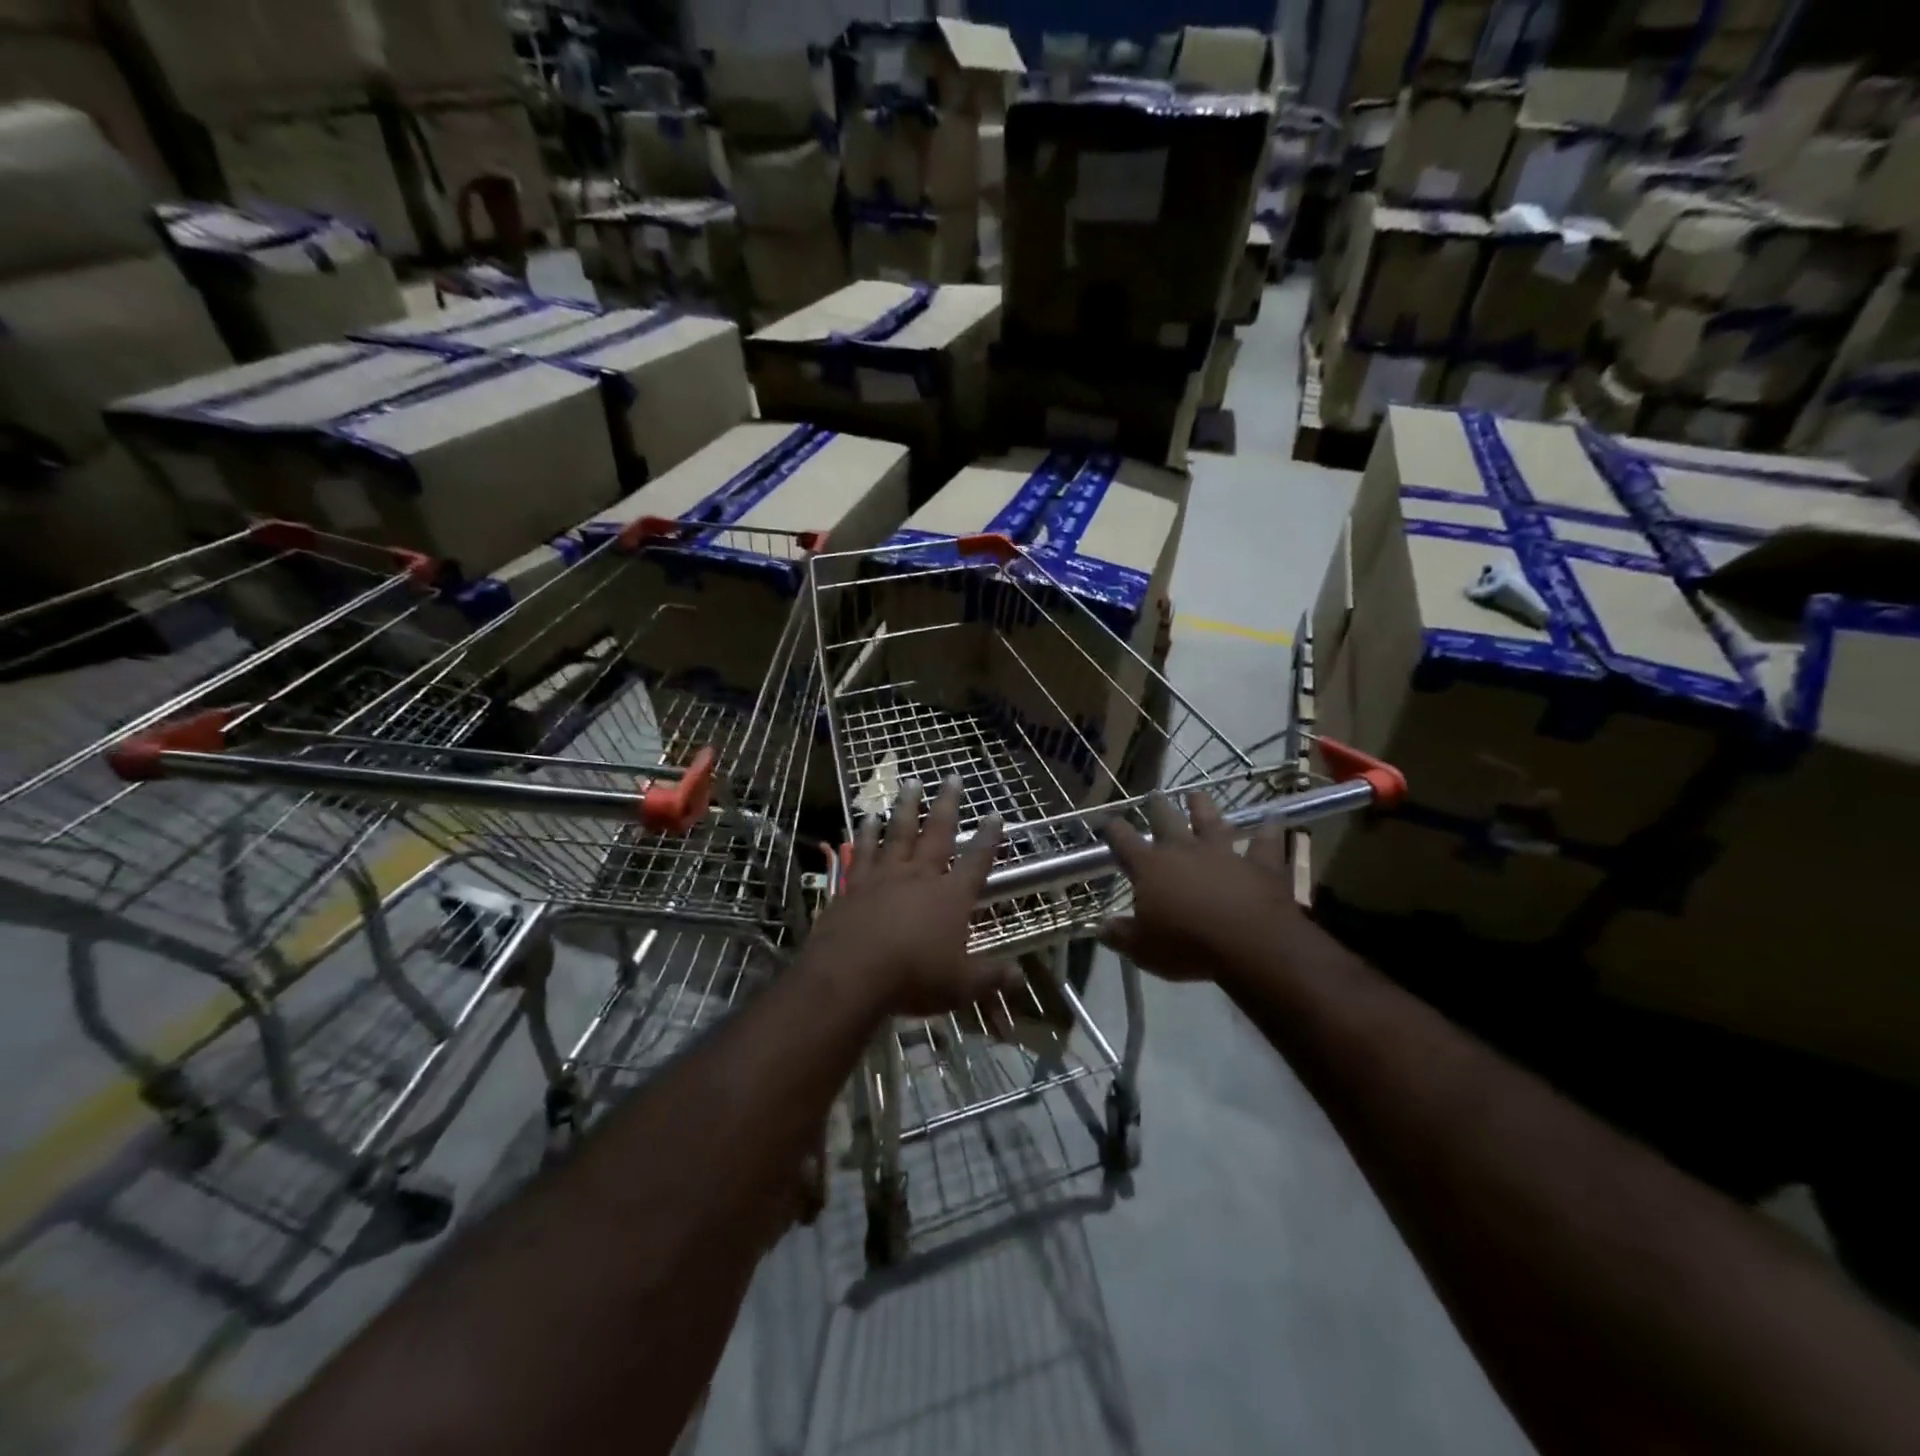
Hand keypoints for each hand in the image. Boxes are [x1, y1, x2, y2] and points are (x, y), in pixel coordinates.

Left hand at [807, 776, 1008, 1017]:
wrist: (851, 975)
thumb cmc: (913, 978)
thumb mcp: (961, 986)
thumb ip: (990, 977)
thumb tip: (1019, 977)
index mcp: (950, 897)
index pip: (976, 861)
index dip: (988, 838)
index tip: (995, 814)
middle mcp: (919, 877)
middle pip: (937, 832)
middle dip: (947, 804)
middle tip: (952, 776)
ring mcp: (884, 876)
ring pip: (898, 832)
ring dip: (906, 806)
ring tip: (910, 782)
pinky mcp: (854, 885)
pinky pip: (863, 851)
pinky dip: (867, 833)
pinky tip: (868, 818)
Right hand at [1099, 791, 1299, 983]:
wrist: (1249, 943)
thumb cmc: (1186, 945)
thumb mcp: (1142, 949)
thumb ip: (1120, 935)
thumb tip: (1102, 928)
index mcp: (1150, 867)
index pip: (1124, 841)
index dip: (1113, 829)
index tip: (1107, 821)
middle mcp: (1184, 850)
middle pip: (1167, 821)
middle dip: (1157, 808)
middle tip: (1154, 796)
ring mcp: (1224, 853)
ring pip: (1211, 821)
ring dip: (1204, 807)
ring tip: (1197, 795)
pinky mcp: (1260, 864)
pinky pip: (1266, 842)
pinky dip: (1270, 830)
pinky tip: (1274, 818)